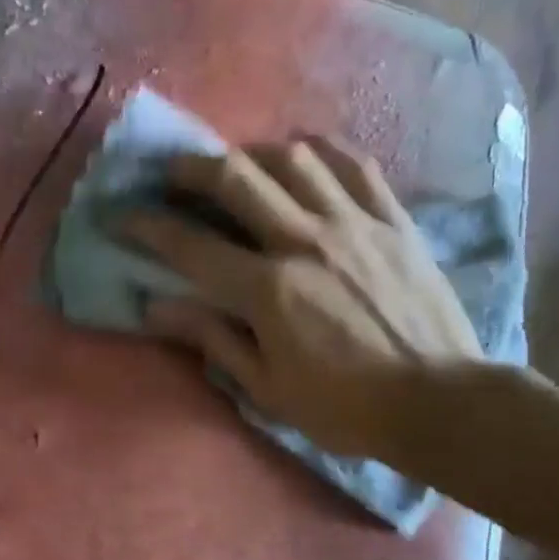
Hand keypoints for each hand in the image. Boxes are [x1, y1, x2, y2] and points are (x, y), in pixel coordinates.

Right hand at [124, 138, 482, 461]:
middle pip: (237, 178)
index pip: (191, 245)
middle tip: (172, 174)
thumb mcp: (267, 388)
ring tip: (239, 166)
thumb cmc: (343, 407)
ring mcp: (354, 223)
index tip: (120, 216)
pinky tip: (305, 158)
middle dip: (193, 168)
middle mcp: (305, 240)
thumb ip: (212, 339)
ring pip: (293, 158)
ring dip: (253, 154)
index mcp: (268, 290)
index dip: (147, 227)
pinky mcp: (393, 219)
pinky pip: (353, 164)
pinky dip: (320, 152)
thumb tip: (158, 307)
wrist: (438, 400)